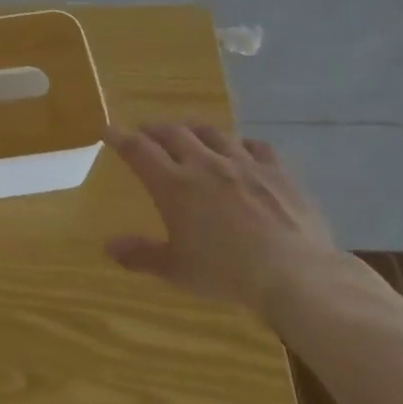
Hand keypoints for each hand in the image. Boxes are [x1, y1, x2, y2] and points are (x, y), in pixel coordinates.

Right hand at [103, 124, 334, 316]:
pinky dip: (241, 144)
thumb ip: (141, 256)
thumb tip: (108, 247)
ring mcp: (242, 163)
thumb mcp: (177, 271)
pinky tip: (241, 150)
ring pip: (211, 132)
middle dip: (153, 129)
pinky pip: (254, 146)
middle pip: (172, 133)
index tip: (107, 130)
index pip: (137, 149)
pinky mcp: (276, 170)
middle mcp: (204, 164)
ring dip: (193, 130)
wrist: (295, 274)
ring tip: (187, 134)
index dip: (119, 137)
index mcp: (174, 185)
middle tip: (145, 132)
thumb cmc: (227, 274)